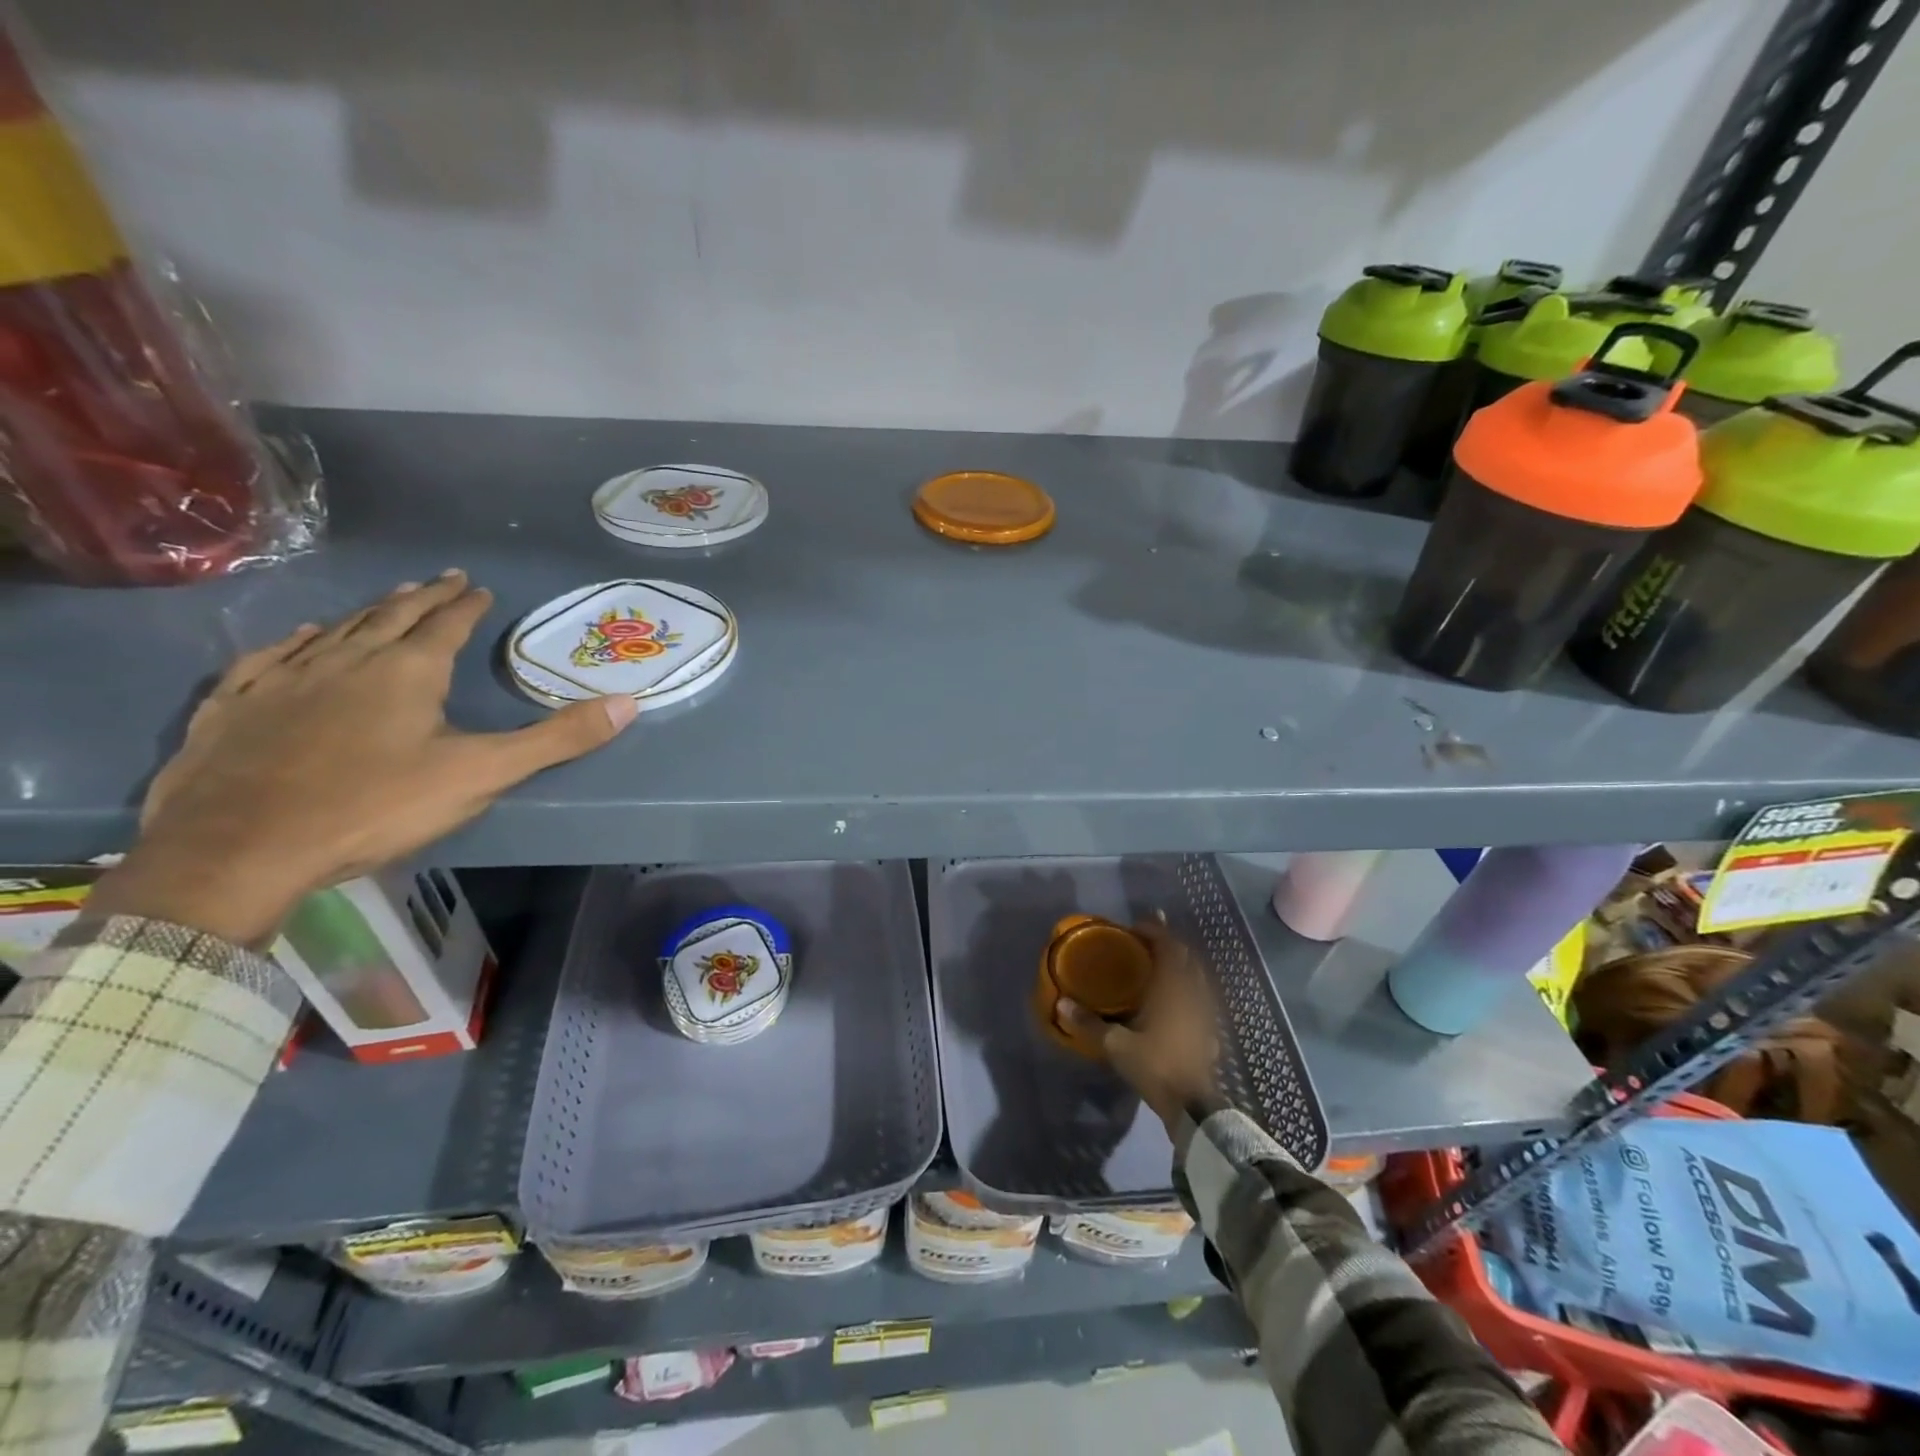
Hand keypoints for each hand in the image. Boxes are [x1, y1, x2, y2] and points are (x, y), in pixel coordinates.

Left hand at [89, 572, 636, 945]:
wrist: (239, 847)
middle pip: (391, 616)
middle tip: (440, 579)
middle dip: (421, 597)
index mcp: (408, 671)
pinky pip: (272, 656)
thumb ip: (557, 739)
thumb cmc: (375, 805)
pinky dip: (295, 639)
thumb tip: (629, 703)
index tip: (478, 586)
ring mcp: (285, 678)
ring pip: (335, 630)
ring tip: (386, 599)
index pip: (446, 624)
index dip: (466, 605)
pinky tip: (300, 636)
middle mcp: (347, 659)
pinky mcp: (236, 704)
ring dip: (366, 612)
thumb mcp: (482, 774)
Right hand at [1060, 920, 1219, 1131]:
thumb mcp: (1117, 1046)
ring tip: (1158, 969)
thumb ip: (1090, 1025)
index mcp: (1175, 990)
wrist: (1194, 1109)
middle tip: (1146, 942)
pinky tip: (1172, 1005)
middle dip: (1168, 947)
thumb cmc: (1157, 1067)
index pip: (1170, 948)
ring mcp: (1206, 1016)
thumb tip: (1061, 1005)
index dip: (1155, 932)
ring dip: (1179, 969)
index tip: (1136, 926)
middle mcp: (1194, 996)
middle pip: (1187, 960)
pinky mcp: (1209, 1035)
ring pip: (1196, 981)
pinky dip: (1186, 993)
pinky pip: (1198, 1002)